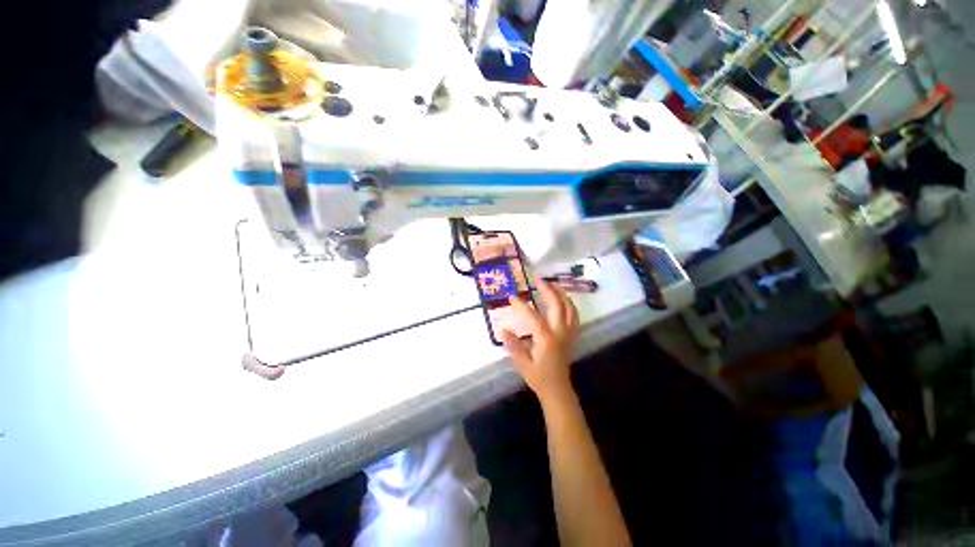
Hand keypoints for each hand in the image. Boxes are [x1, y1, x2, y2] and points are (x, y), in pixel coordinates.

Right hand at [501, 279, 580, 403]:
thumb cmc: (538, 377)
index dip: (522, 306)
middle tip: (537, 280)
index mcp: (546, 340)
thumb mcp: (521, 363)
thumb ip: (512, 344)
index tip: (512, 297)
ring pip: (569, 308)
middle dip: (547, 290)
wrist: (558, 389)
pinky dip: (569, 304)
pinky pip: (574, 315)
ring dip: (561, 294)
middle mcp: (560, 333)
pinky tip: (562, 299)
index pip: (533, 317)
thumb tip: (501, 328)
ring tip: (551, 284)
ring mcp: (569, 333)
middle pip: (557, 305)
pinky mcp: (573, 335)